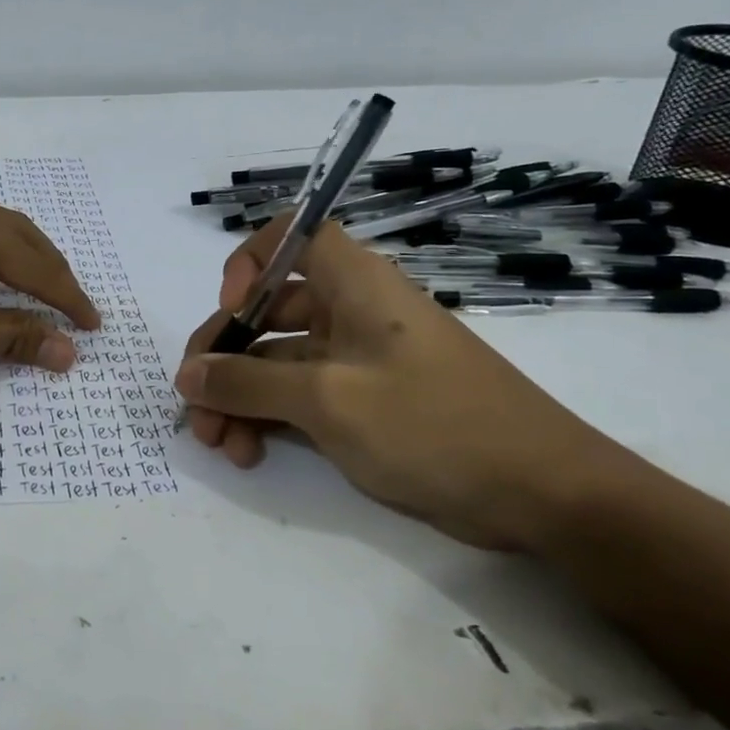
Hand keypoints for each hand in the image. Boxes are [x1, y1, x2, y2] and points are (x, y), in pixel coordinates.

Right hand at [176, 218, 642, 550]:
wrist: (543, 495)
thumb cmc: (434, 423)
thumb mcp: (329, 400)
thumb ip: (247, 383)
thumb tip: (187, 375)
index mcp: (353, 283)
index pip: (290, 235)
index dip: (249, 261)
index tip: (231, 308)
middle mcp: (349, 311)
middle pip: (266, 310)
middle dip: (224, 356)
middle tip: (195, 406)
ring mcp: (354, 361)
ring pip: (275, 362)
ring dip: (238, 397)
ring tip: (219, 444)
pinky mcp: (360, 404)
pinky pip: (296, 397)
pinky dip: (267, 419)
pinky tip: (248, 452)